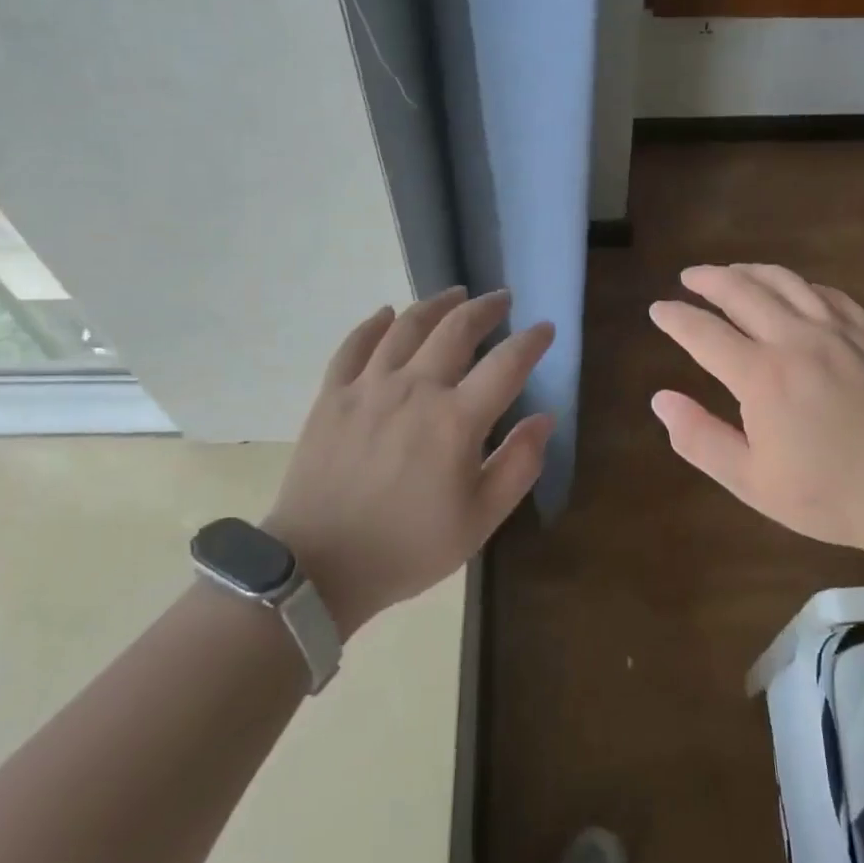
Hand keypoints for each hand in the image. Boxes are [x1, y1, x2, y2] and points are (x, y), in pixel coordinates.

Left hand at [265, 286, 554, 637]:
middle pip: (456, 329)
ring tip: (455, 294)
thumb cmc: (408, 548)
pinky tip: (386, 314)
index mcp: (456, 420)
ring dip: (436, 304)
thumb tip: (545, 418)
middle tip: (502, 299)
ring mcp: (368, 387)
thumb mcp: (479, 520)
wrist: (318, 568)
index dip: (531, 341)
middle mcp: (414, 388)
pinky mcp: (332, 395)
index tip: (545, 328)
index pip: (506, 364)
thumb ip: (518, 465)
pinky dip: (374, 324)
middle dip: (485, 308)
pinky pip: (354, 345)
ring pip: (407, 326)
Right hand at [648, 264, 863, 557]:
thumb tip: (660, 399)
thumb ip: (700, 439)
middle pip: (742, 292)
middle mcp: (795, 340)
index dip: (676, 318)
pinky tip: (794, 289)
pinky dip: (801, 285)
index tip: (658, 309)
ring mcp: (837, 332)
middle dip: (708, 280)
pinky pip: (829, 294)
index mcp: (761, 376)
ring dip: (751, 271)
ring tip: (732, 270)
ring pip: (785, 282)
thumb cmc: (830, 495)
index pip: (704, 333)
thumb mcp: (752, 481)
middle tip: (689, 277)